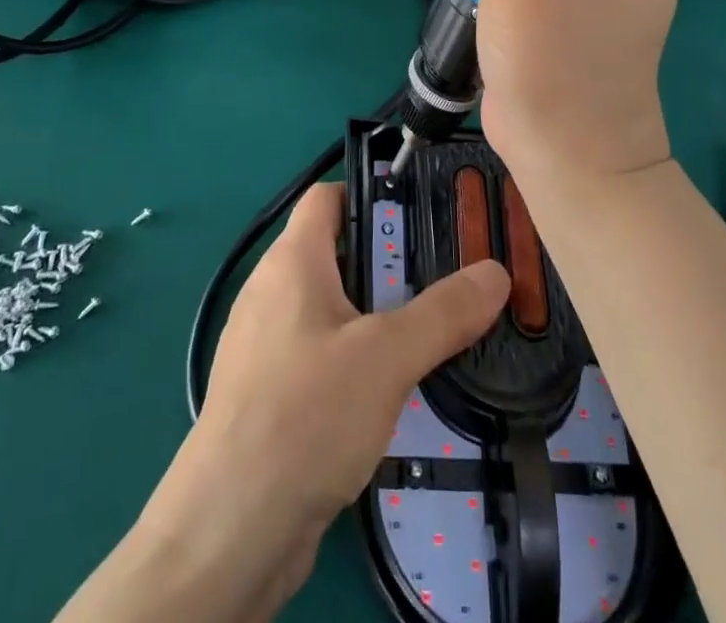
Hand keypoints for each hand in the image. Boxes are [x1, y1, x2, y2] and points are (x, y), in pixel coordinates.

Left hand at [189, 183, 508, 533]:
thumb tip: (496, 271)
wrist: (230, 531)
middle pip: (337, 252)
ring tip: (431, 333)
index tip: (424, 214)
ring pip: (332, 308)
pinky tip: (391, 390)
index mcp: (291, 260)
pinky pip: (320, 353)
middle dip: (391, 263)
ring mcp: (266, 345)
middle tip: (446, 278)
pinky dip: (356, 358)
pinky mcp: (269, 393)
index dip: (372, 194)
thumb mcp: (387, 357)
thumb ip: (444, 312)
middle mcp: (272, 291)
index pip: (327, 196)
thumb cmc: (304, 415)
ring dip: (378, 316)